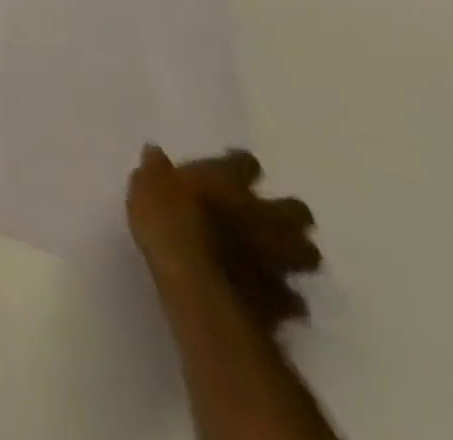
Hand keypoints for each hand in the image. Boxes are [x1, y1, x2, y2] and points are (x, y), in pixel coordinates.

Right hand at [127, 146, 320, 332]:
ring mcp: (277, 258)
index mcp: (228, 180)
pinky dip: (286, 298)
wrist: (194, 282)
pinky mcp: (280, 299)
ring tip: (278, 259)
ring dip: (296, 256)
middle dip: (290, 215)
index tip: (233, 170)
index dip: (241, 166)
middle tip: (270, 219)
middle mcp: (261, 214)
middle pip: (296, 211)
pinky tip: (272, 298)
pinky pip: (292, 298)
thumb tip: (155, 153)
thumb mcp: (145, 185)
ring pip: (307, 255)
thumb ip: (156, 170)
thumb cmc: (166, 221)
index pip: (246, 163)